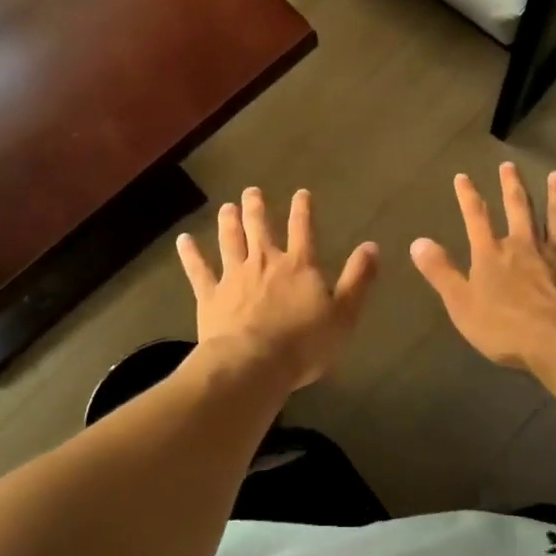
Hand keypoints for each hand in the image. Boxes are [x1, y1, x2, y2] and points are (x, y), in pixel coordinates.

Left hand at [176, 187, 378, 390]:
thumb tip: (371, 246)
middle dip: (257, 208)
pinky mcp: (210, 296)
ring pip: (230, 241)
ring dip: (228, 222)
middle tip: (251, 191)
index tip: (301, 193)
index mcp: (299, 266)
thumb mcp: (344, 314)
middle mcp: (265, 262)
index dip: (303, 210)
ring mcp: (234, 277)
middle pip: (260, 228)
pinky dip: (191, 254)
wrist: (253, 364)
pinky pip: (198, 270)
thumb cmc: (304, 344)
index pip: (303, 229)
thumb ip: (358, 279)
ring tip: (226, 207)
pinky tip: (184, 240)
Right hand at [410, 163, 555, 373]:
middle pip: (519, 209)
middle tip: (509, 164)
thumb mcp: (461, 304)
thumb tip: (417, 241)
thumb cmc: (506, 328)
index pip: (476, 218)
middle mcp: (526, 245)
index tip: (463, 176)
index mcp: (493, 254)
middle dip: (512, 186)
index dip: (468, 197)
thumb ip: (441, 272)